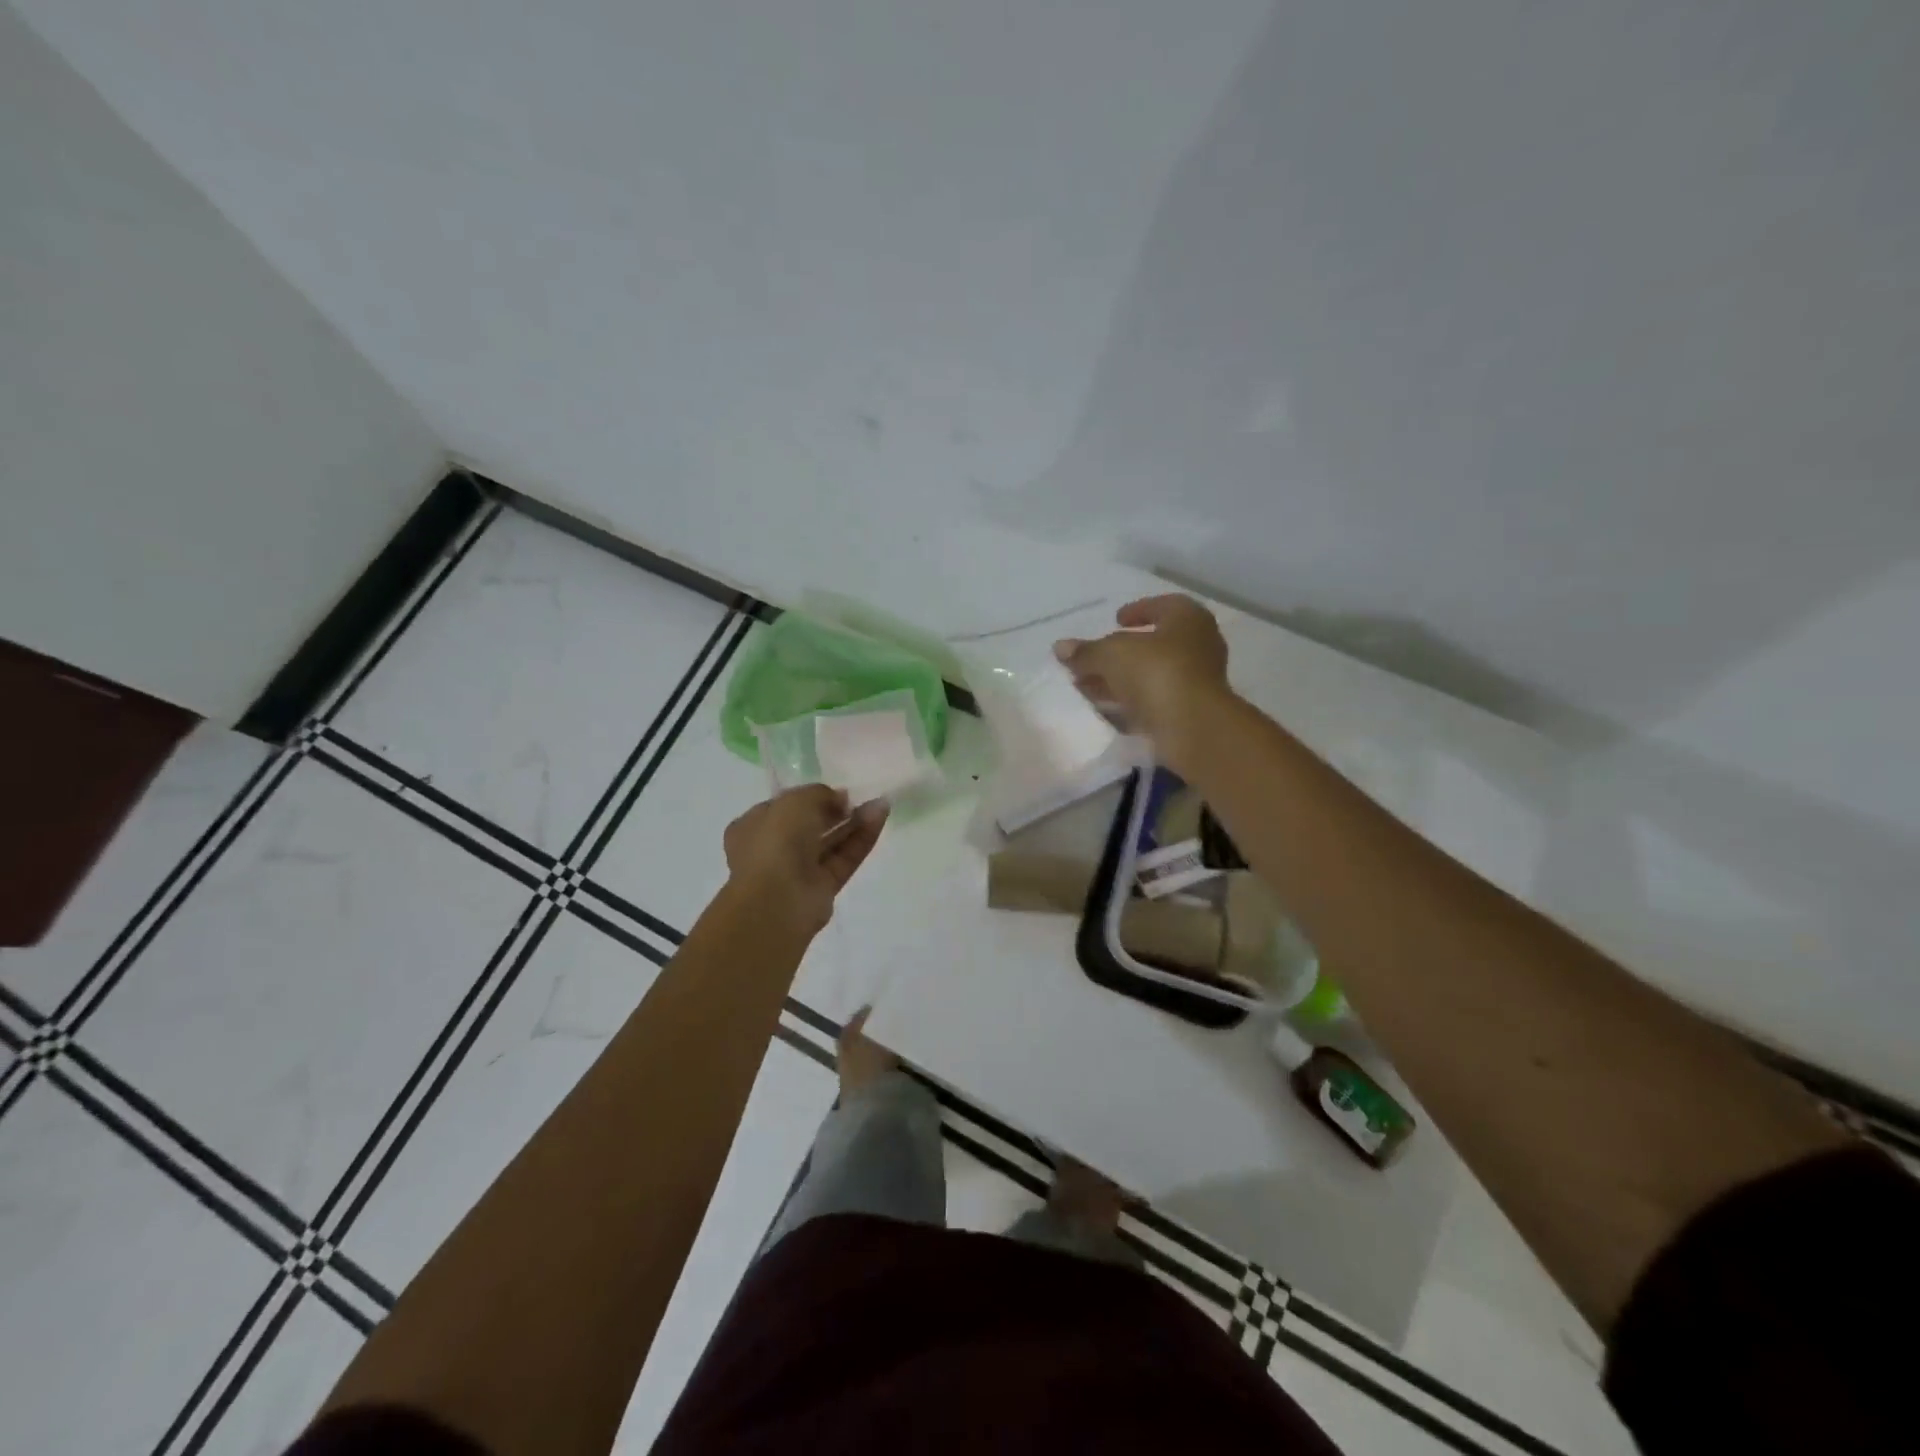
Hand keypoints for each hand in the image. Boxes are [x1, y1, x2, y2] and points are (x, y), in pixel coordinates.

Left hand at [723, 785, 887, 934]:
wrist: (776, 900)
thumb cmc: (775, 842)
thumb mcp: (795, 801)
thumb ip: (819, 793)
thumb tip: (839, 799)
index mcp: (753, 827)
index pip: (783, 808)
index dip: (809, 797)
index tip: (834, 790)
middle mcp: (774, 849)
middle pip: (810, 825)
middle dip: (836, 810)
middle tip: (860, 797)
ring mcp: (798, 871)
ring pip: (831, 842)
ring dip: (854, 822)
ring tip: (879, 803)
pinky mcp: (823, 888)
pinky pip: (845, 858)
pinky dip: (862, 838)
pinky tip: (880, 817)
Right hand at [1054, 594, 1230, 771]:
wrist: (1192, 727)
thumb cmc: (1156, 672)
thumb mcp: (1111, 655)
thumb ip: (1086, 651)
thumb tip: (1060, 647)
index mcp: (1188, 619)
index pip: (1163, 606)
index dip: (1137, 610)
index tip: (1115, 620)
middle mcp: (1198, 645)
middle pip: (1153, 644)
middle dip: (1120, 652)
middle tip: (1093, 658)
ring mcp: (1196, 681)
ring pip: (1151, 674)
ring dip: (1120, 679)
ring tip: (1086, 685)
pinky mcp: (1189, 711)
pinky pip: (1154, 700)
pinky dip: (1129, 701)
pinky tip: (1103, 708)